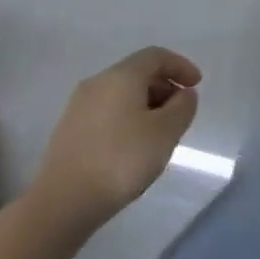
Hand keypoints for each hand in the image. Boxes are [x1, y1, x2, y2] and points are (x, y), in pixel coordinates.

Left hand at [34, 47, 201, 227]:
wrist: (62, 202)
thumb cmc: (121, 161)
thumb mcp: (165, 133)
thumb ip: (182, 107)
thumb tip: (183, 94)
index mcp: (121, 76)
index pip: (156, 56)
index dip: (180, 66)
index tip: (197, 84)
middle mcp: (97, 82)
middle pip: (137, 73)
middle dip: (164, 86)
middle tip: (180, 111)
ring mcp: (79, 106)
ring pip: (121, 93)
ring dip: (145, 104)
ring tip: (159, 132)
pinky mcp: (69, 129)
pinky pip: (106, 111)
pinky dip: (127, 117)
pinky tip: (132, 145)